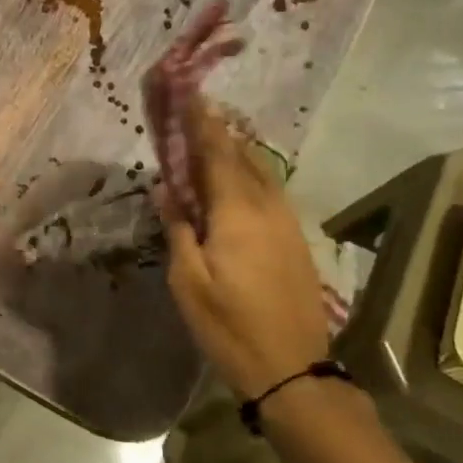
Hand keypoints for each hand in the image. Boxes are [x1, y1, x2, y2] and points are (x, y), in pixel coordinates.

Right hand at [160, 101, 331, 400]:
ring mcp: (287, 222)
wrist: (293, 370)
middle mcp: (267, 206)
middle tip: (193, 114)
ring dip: (235, 151)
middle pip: (242, 155)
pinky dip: (249, 174)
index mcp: (237, 212)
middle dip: (217, 131)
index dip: (200, 122)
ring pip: (261, 171)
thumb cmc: (230, 327)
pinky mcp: (295, 239)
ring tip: (212, 141)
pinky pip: (270, 190)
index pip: (216, 153)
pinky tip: (236, 182)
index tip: (188, 92)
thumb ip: (178, 229)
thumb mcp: (188, 283)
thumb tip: (167, 188)